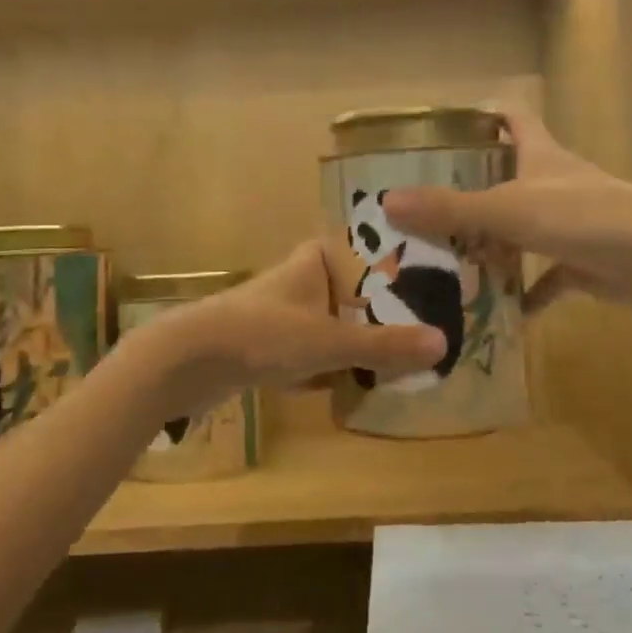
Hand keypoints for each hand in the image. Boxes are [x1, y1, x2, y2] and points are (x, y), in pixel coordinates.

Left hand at [140, 241, 446, 421]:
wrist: (188, 361)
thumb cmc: (263, 334)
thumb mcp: (329, 340)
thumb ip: (384, 345)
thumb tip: (444, 344)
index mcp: (316, 261)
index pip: (366, 250)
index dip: (397, 262)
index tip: (434, 280)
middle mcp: (301, 280)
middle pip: (355, 291)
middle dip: (385, 311)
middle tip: (429, 327)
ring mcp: (284, 313)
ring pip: (335, 322)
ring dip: (361, 339)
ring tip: (405, 357)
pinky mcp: (269, 345)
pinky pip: (315, 350)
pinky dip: (334, 363)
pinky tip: (360, 382)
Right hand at [382, 106, 631, 313]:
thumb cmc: (581, 216)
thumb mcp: (508, 210)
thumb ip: (450, 208)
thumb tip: (388, 201)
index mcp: (540, 155)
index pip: (512, 118)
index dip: (483, 115)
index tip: (445, 128)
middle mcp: (555, 183)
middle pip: (508, 177)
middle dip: (471, 191)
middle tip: (425, 208)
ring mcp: (571, 223)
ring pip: (522, 230)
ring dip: (492, 246)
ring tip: (447, 261)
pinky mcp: (583, 261)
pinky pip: (544, 277)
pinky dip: (524, 293)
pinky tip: (498, 312)